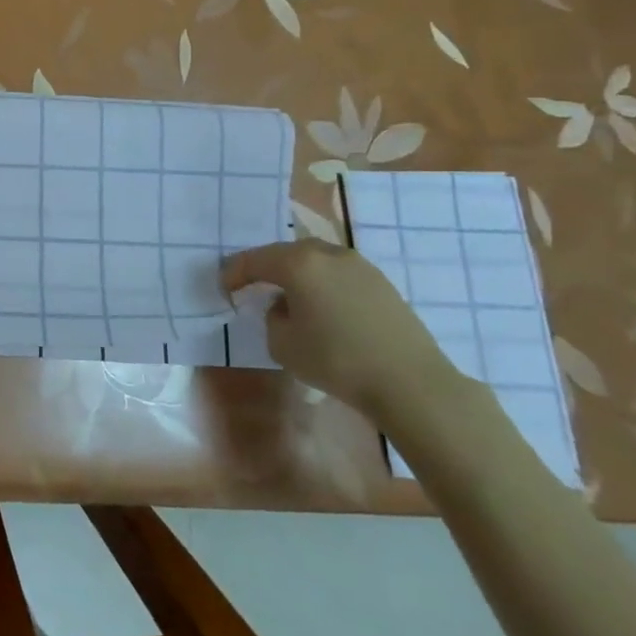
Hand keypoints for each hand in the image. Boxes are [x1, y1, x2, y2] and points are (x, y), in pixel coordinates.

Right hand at [221, 239, 451, 421]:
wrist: (410, 382)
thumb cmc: (336, 360)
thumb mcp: (283, 344)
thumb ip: (273, 317)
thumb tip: (284, 306)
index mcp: (298, 263)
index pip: (254, 260)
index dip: (234, 273)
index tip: (224, 288)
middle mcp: (327, 254)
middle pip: (286, 253)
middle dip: (266, 267)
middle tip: (253, 285)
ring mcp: (359, 265)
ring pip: (315, 260)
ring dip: (297, 274)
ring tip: (288, 295)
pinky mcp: (382, 283)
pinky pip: (338, 274)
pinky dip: (322, 283)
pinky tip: (322, 307)